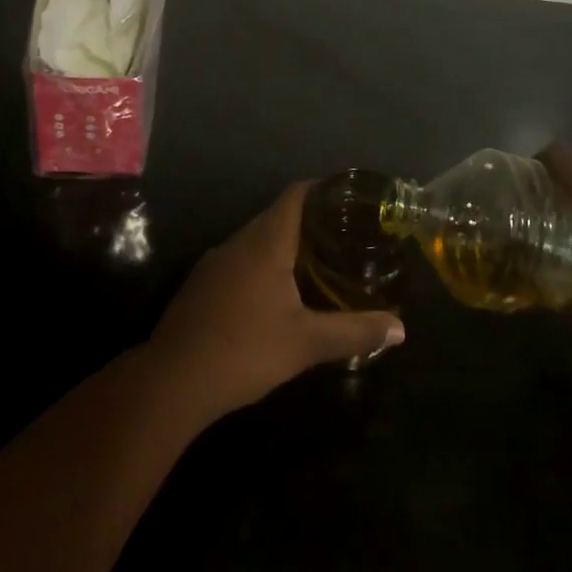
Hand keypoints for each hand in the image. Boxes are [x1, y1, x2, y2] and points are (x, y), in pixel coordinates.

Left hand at [145, 182, 403, 421]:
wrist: (171, 381)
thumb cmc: (244, 350)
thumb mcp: (306, 343)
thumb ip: (354, 331)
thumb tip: (400, 328)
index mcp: (266, 241)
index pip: (297, 194)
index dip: (324, 190)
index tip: (351, 200)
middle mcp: (240, 241)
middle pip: (279, 215)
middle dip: (312, 221)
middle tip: (345, 237)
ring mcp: (216, 261)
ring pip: (258, 239)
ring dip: (286, 245)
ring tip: (318, 263)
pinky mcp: (203, 284)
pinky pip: (242, 260)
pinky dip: (264, 264)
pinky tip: (277, 293)